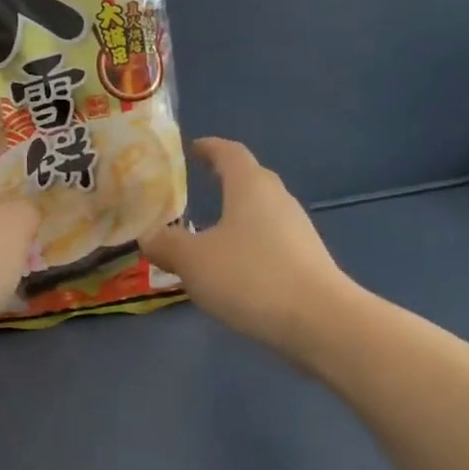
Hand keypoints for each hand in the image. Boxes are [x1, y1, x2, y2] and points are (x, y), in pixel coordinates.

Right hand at [140, 138, 355, 357]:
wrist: (319, 321)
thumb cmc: (250, 277)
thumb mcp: (193, 261)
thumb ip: (167, 244)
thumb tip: (148, 235)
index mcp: (250, 187)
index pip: (230, 153)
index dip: (210, 148)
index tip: (193, 148)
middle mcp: (278, 200)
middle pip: (251, 180)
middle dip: (226, 180)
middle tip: (200, 186)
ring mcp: (298, 231)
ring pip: (262, 213)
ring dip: (237, 216)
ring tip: (210, 232)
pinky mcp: (307, 261)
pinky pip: (271, 241)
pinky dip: (250, 245)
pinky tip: (234, 268)